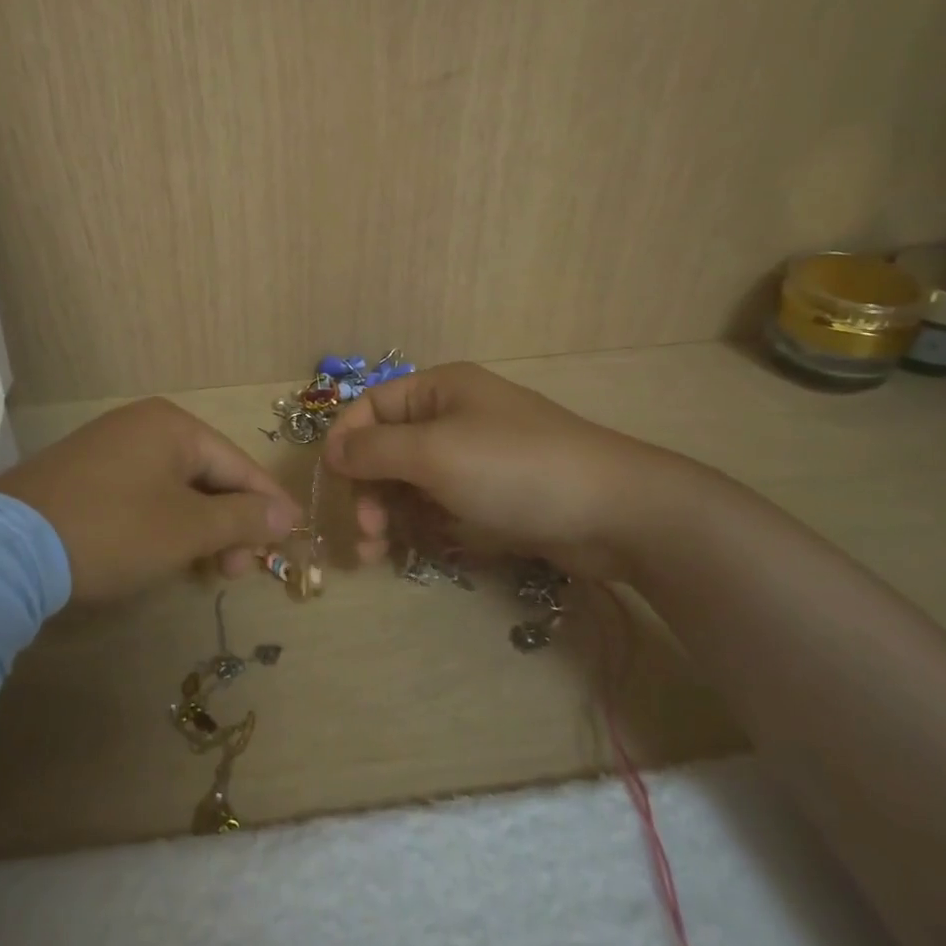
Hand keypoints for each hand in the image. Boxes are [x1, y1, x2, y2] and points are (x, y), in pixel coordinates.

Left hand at [0, 398, 300, 602]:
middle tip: (237, 570)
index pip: (238, 463)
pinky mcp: (84, 474)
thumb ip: (241, 518)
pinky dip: (164, 523)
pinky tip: (166, 553)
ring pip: (175, 488)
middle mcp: (142, 425)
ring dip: (199, 528)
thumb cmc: (114, 530)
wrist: (6, 549)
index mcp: (173, 425)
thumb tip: (285, 515)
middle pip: (207, 474)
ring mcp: (109, 447)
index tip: (292, 535)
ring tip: (206, 570)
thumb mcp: (187, 529)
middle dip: (229, 523)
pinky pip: (143, 494)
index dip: (267, 503)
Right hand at [321, 362, 714, 570]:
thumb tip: (332, 450)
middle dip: (369, 490)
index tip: (331, 484)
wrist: (614, 511)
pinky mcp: (494, 496)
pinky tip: (425, 550)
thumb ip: (374, 450)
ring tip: (383, 554)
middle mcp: (454, 417)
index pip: (372, 406)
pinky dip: (426, 527)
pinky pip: (443, 506)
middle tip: (368, 533)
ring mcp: (476, 459)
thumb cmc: (514, 468)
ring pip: (413, 484)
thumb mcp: (433, 453)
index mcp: (440, 390)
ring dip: (392, 515)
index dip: (345, 441)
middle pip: (389, 449)